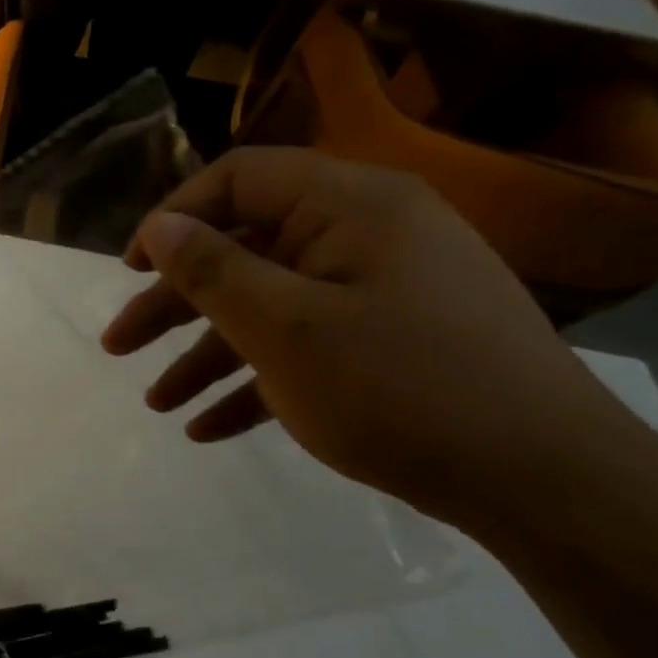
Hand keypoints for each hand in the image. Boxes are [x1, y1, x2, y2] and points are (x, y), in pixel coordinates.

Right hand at [101, 147, 654, 531]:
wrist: (541, 477)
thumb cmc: (399, 387)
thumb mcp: (285, 328)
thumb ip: (213, 271)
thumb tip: (160, 226)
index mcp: (349, 207)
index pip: (240, 179)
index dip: (175, 219)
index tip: (130, 270)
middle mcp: (366, 236)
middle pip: (245, 252)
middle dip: (173, 304)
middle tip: (116, 347)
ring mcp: (380, 293)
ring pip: (268, 310)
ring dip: (205, 355)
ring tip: (157, 405)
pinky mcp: (389, 345)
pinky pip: (304, 350)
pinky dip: (254, 384)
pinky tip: (209, 430)